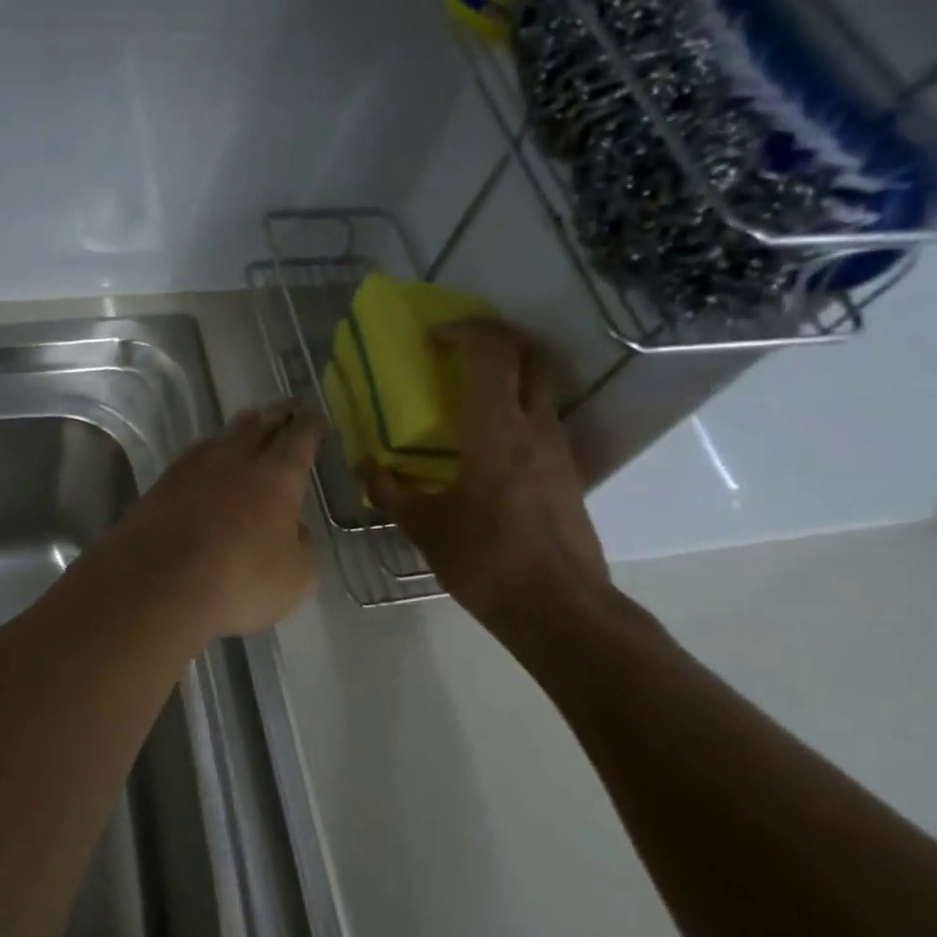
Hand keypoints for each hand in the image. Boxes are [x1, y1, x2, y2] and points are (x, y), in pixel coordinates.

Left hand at [94, 402, 322, 640]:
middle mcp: (236, 460)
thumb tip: (292, 528)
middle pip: (260, 427)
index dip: (311, 426)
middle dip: (277, 415)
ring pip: (224, 436)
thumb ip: (301, 546)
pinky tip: (207, 457)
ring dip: (242, 427)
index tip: (316, 418)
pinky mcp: (161, 485)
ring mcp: (193, 468)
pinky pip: (194, 456)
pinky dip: (209, 451)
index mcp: (277, 475)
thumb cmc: (239, 581)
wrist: (156, 585)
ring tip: (251, 421)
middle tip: (287, 406)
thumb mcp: (295, 577)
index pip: (299, 438)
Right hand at [364, 319, 608, 628]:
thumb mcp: (424, 528)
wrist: (559, 606)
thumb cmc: (485, 561)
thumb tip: (368, 468)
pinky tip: (487, 437)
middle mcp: (533, 426)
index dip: (463, 330)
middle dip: (494, 336)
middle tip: (456, 346)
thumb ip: (391, 492)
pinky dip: (516, 404)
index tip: (433, 337)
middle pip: (528, 353)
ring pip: (541, 382)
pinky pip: (542, 415)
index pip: (491, 352)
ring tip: (468, 388)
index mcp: (494, 431)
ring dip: (508, 369)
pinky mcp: (567, 469)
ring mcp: (557, 446)